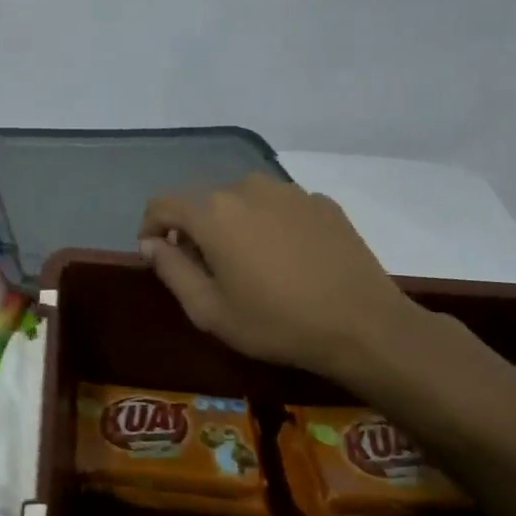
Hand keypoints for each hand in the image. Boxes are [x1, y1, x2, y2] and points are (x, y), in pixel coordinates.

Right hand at [139, 174, 423, 382]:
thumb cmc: (276, 323)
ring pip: (242, 200)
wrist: (365, 326)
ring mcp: (288, 192)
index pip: (162, 204)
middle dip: (195, 229)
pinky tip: (289, 259)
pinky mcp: (321, 202)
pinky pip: (279, 206)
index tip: (157, 255)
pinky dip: (270, 224)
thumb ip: (170, 269)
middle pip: (203, 202)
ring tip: (250, 262)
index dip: (151, 227)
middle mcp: (246, 188)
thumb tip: (151, 243)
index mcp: (212, 213)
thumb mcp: (209, 310)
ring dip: (233, 224)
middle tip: (207, 269)